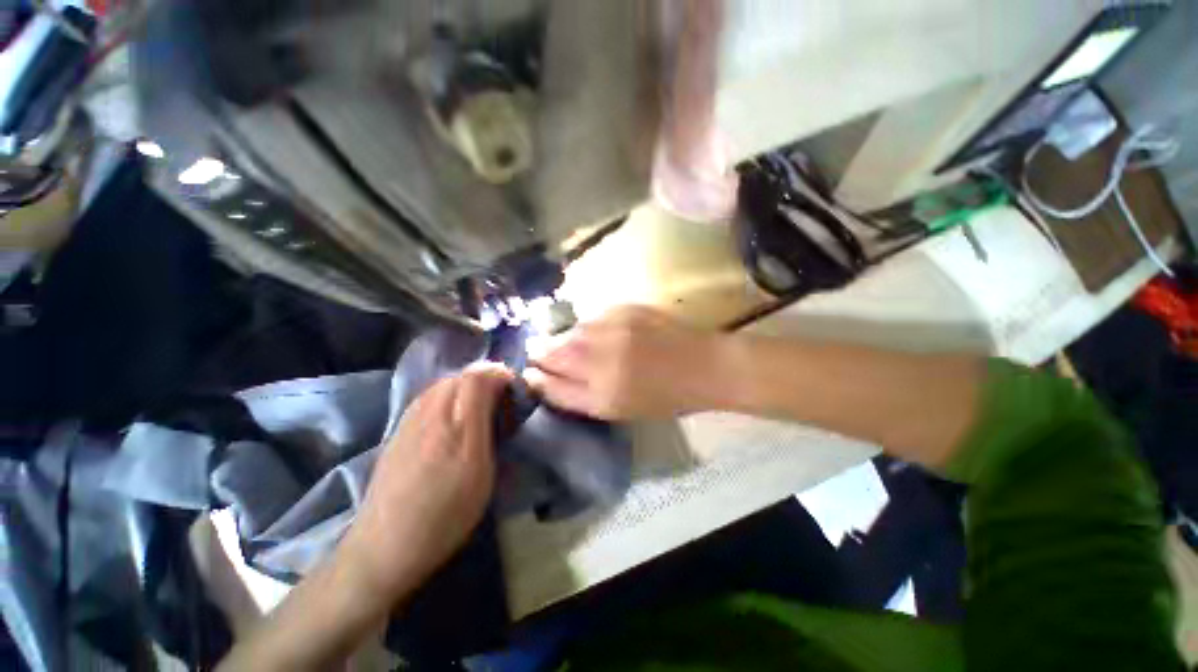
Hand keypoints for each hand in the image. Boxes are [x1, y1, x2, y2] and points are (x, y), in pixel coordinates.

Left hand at [340, 364, 512, 607]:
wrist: (385, 546)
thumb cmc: (445, 515)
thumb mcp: (481, 475)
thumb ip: (490, 432)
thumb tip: (498, 405)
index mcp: (457, 428)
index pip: (478, 378)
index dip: (499, 374)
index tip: (514, 386)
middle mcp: (430, 415)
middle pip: (460, 376)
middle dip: (485, 378)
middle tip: (500, 396)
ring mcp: (410, 421)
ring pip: (442, 384)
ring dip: (466, 385)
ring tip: (479, 404)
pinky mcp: (398, 431)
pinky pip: (427, 397)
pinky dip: (447, 395)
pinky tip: (452, 415)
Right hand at [527, 306, 722, 419]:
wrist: (703, 365)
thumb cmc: (664, 397)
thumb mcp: (618, 409)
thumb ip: (576, 395)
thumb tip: (542, 377)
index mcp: (602, 393)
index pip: (551, 382)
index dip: (536, 376)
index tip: (531, 372)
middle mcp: (603, 359)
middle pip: (554, 351)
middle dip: (540, 351)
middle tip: (538, 352)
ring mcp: (613, 329)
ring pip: (570, 331)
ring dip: (562, 338)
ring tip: (567, 344)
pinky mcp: (624, 309)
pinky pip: (591, 318)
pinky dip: (585, 326)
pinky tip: (594, 332)